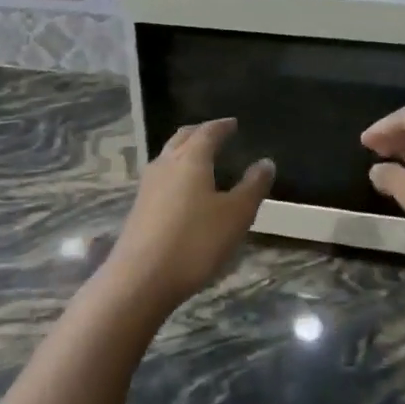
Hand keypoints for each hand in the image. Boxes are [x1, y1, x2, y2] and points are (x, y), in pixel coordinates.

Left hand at [102, 119, 272, 312]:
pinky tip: (182, 190)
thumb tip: (266, 162)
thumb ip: (252, 187)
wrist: (140, 280)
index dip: (222, 126)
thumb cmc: (195, 243)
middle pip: (182, 138)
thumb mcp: (235, 216)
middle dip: (199, 132)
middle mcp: (165, 164)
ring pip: (167, 156)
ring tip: (200, 158)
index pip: (207, 132)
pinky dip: (175, 172)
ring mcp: (148, 186)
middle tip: (215, 133)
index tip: (233, 123)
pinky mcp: (139, 208)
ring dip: (184, 151)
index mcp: (190, 159)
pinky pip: (161, 177)